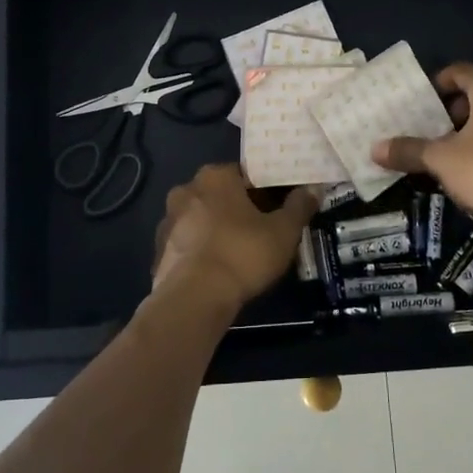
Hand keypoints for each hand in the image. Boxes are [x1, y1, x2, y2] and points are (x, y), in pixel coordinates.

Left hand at [151, 164, 317, 315]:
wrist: (194, 298)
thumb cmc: (243, 253)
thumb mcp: (283, 231)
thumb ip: (299, 206)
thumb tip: (313, 189)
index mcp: (215, 176)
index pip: (246, 173)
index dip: (266, 188)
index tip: (280, 205)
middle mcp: (187, 189)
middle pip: (222, 194)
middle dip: (240, 207)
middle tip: (263, 228)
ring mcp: (168, 220)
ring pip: (202, 218)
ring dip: (219, 228)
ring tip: (241, 251)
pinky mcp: (159, 249)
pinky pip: (189, 243)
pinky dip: (202, 250)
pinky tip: (218, 268)